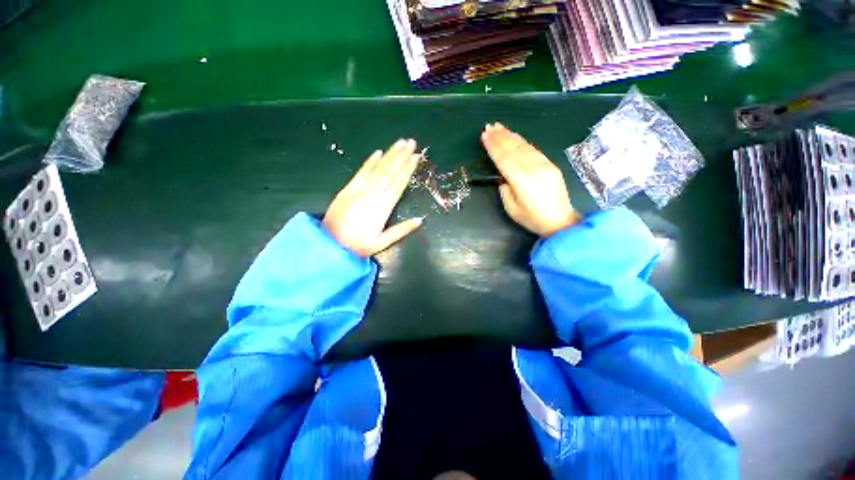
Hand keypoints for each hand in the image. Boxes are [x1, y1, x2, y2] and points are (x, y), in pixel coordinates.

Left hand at [323, 139, 423, 256]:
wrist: (329, 244)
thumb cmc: (358, 246)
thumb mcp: (382, 242)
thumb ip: (402, 230)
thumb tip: (420, 220)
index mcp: (383, 207)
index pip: (399, 184)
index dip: (408, 169)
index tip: (416, 157)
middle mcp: (372, 194)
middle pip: (390, 172)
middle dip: (402, 156)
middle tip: (412, 142)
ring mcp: (359, 189)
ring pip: (378, 168)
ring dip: (390, 154)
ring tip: (400, 143)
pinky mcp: (348, 188)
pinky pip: (361, 171)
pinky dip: (370, 161)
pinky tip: (378, 152)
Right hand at [481, 123, 581, 236]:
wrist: (560, 221)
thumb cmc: (532, 218)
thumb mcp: (511, 208)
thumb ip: (505, 189)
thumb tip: (503, 176)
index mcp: (522, 181)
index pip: (504, 159)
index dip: (493, 147)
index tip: (484, 136)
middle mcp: (534, 169)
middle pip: (514, 149)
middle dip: (500, 137)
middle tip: (489, 126)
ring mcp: (544, 165)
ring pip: (524, 146)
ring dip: (510, 136)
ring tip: (499, 127)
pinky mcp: (550, 164)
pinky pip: (534, 149)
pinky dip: (523, 141)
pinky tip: (516, 136)